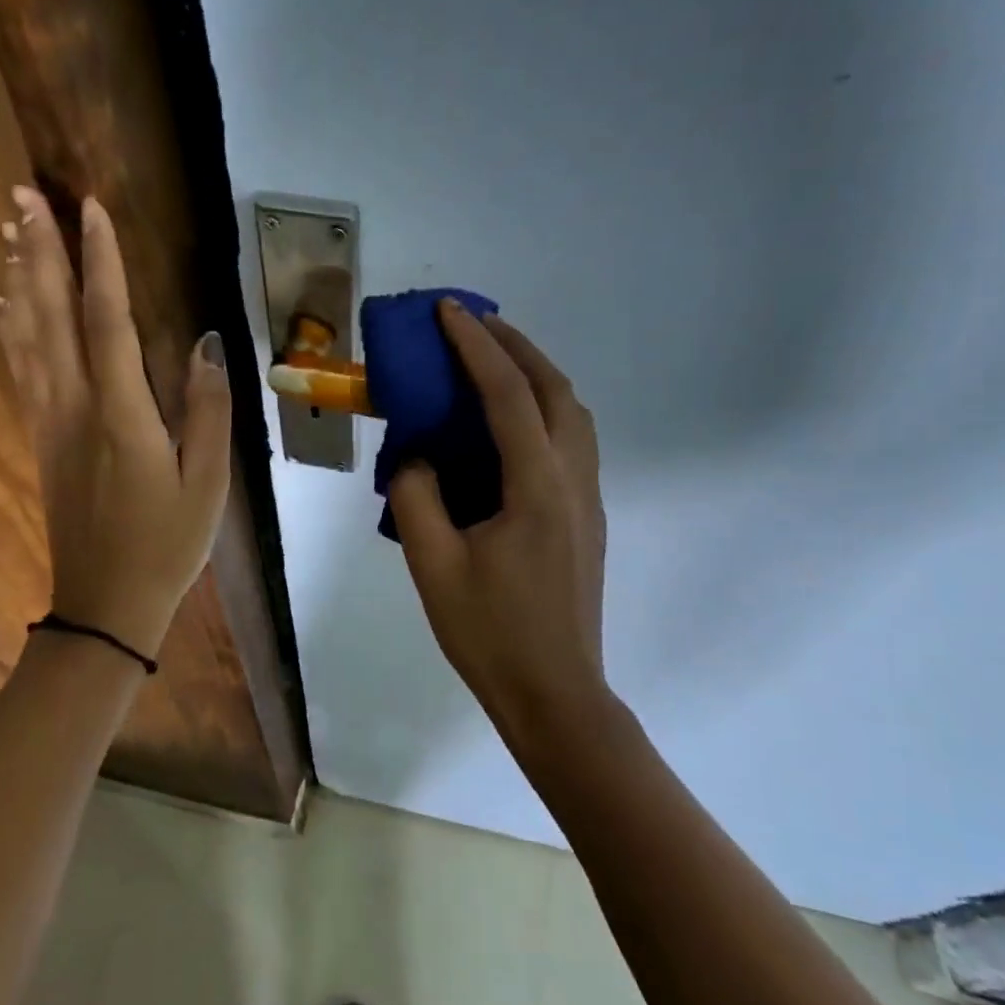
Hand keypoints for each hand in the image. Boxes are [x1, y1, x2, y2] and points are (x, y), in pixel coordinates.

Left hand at [0, 187, 230, 657]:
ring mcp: (50, 422)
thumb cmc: (168, 545)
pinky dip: (9, 326)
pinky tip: (3, 303)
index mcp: (122, 414)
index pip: (107, 320)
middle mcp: (75, 407)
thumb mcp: (207, 483)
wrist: (105, 604)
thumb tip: (207, 343)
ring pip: (26, 336)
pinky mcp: (41, 438)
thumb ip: (208, 411)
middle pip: (51, 315)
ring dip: (19, 278)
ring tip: (10, 230)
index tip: (91, 207)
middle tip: (23, 194)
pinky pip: (20, 368)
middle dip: (39, 250)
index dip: (100, 260)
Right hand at [388, 302, 607, 729]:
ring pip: (572, 412)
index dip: (476, 346)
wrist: (555, 694)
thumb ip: (416, 497)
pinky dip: (543, 408)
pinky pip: (571, 440)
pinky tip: (511, 425)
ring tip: (494, 363)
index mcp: (536, 486)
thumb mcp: (433, 565)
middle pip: (554, 389)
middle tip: (474, 323)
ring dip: (535, 374)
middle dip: (515, 345)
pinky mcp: (587, 517)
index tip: (449, 310)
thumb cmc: (490, 633)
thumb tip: (416, 458)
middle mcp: (573, 479)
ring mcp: (588, 498)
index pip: (507, 394)